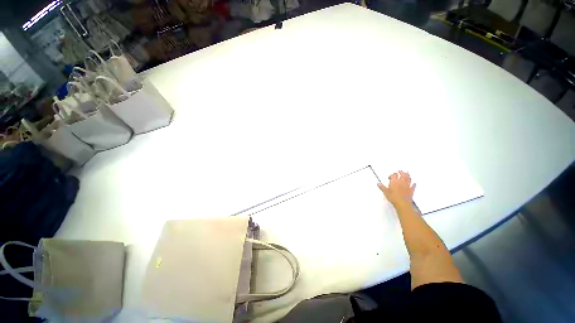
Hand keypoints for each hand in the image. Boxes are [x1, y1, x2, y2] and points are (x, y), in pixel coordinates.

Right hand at [377, 171, 415, 206]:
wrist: (402, 203)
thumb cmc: (393, 197)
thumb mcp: (385, 192)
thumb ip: (382, 187)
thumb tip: (379, 184)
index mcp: (394, 181)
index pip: (394, 175)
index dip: (392, 174)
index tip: (390, 176)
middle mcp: (401, 182)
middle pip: (402, 175)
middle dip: (401, 172)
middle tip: (400, 171)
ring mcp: (407, 186)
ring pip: (408, 178)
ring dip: (408, 175)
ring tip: (407, 173)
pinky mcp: (411, 190)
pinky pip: (413, 186)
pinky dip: (414, 184)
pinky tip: (414, 183)